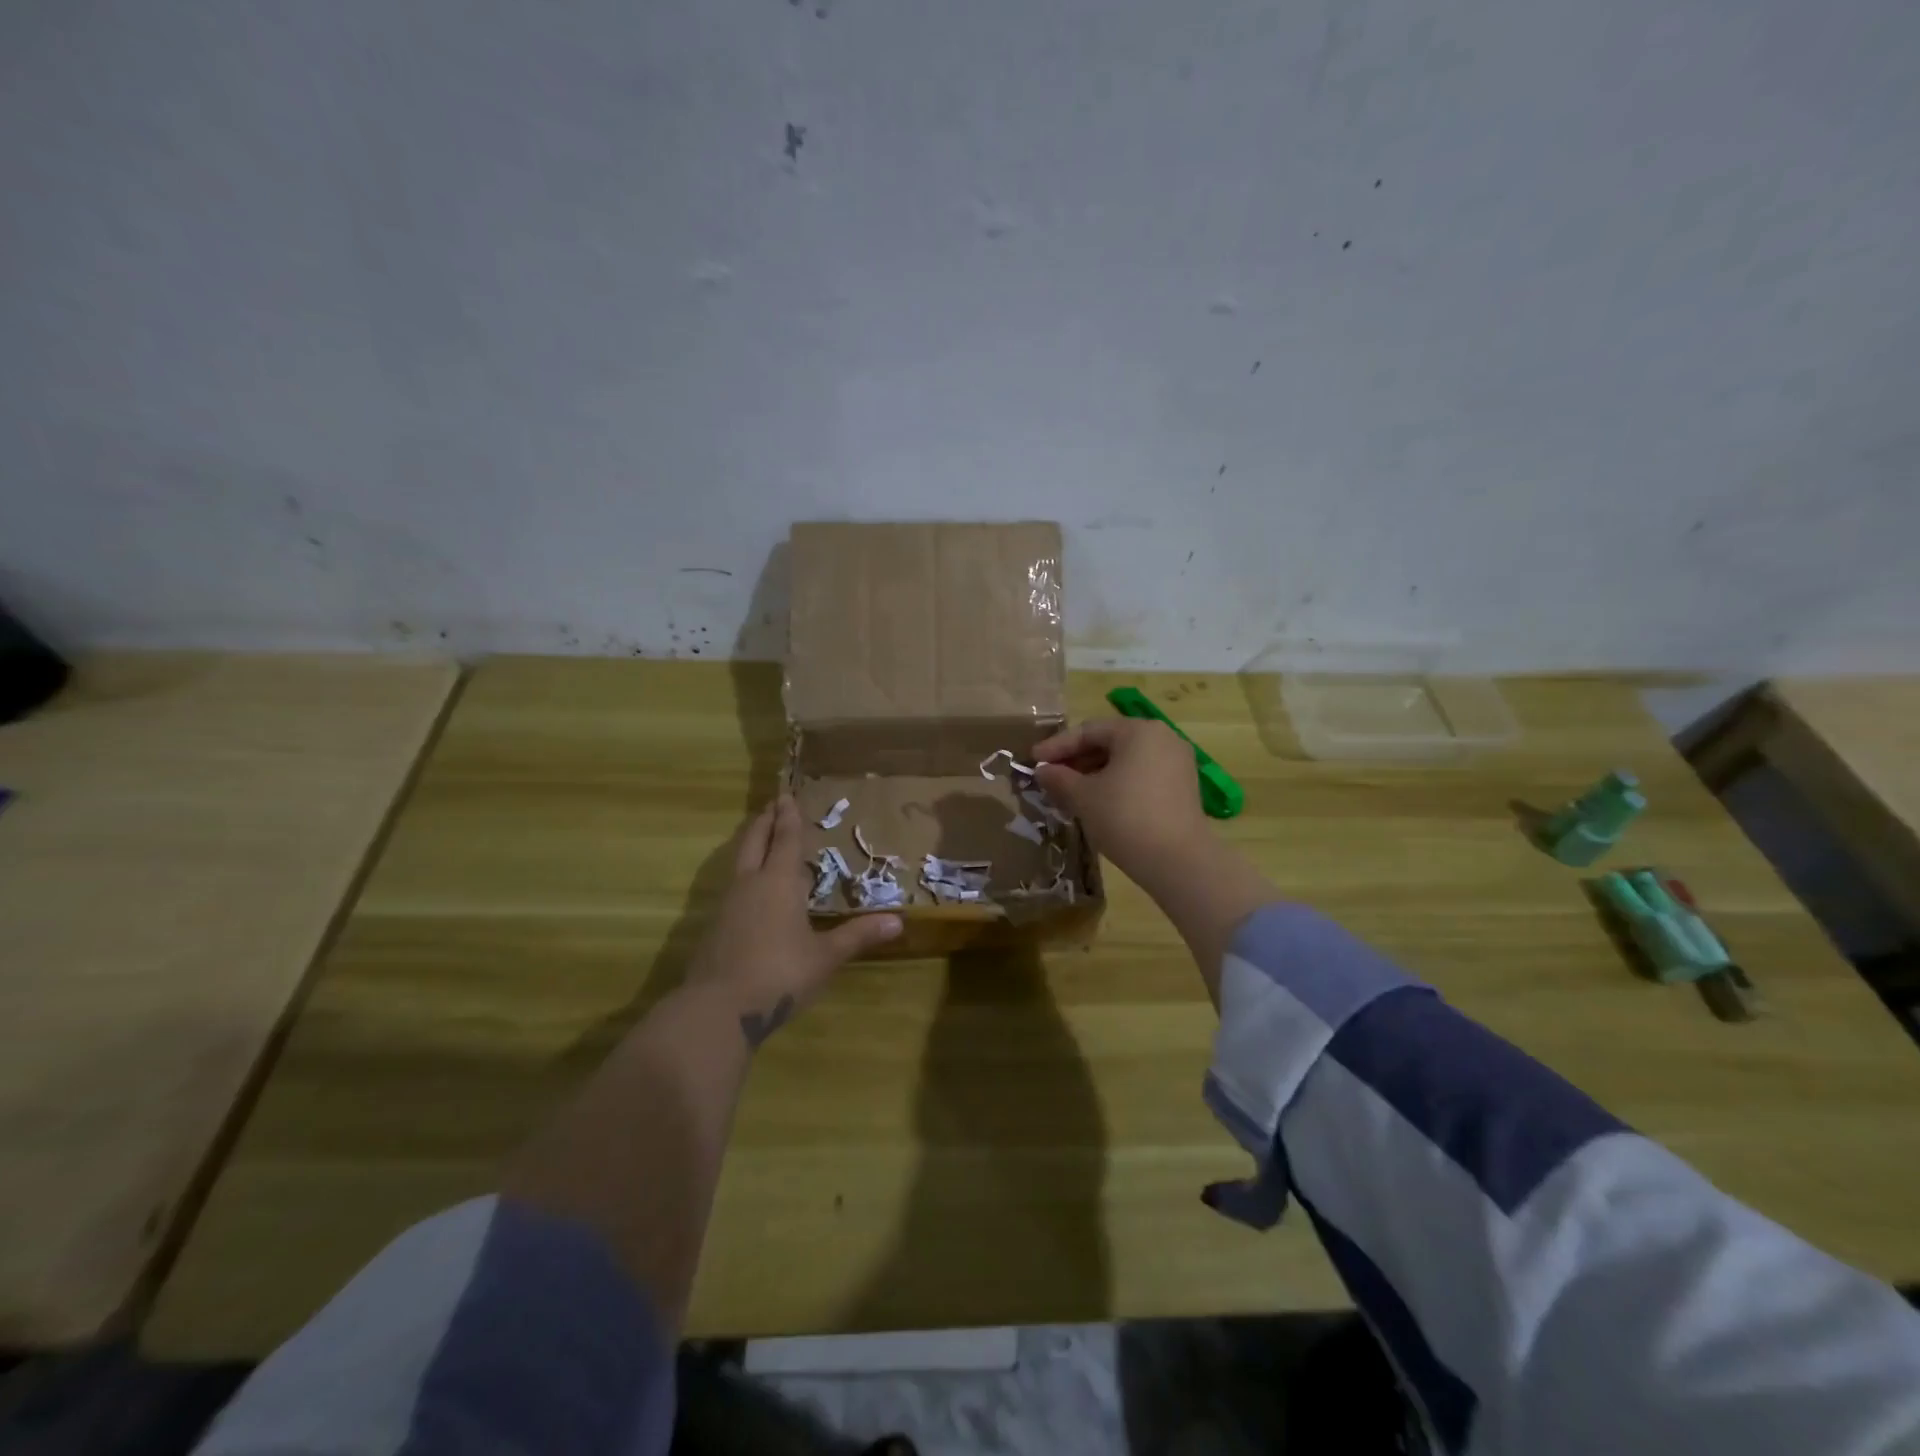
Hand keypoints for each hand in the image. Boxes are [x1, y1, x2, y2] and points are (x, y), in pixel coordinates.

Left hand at [686, 794, 901, 1047]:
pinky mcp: (714, 925)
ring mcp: (727, 904)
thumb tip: (898, 921)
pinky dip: (744, 872)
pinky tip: (751, 889)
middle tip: (772, 805)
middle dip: (764, 821)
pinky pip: (732, 885)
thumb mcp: (826, 956)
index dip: (789, 817)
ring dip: (750, 844)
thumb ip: (858, 935)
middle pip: (754, 840)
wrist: (719, 1008)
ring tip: (761, 838)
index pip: (786, 839)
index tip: (787, 795)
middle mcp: (750, 883)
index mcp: (779, 882)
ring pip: (739, 861)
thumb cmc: (780, 974)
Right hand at [1031, 717, 1211, 883]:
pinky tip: (1098, 802)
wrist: (1178, 862)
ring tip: (1069, 792)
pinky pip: (1141, 775)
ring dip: (1095, 773)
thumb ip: (1059, 778)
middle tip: (1050, 777)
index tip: (1033, 761)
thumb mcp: (1084, 797)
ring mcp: (1177, 762)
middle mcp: (1162, 738)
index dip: (1057, 746)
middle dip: (1076, 760)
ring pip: (1126, 760)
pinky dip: (1117, 783)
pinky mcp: (1183, 787)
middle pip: (1110, 742)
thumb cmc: (1125, 817)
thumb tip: (1042, 770)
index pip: (1088, 731)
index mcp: (1138, 731)